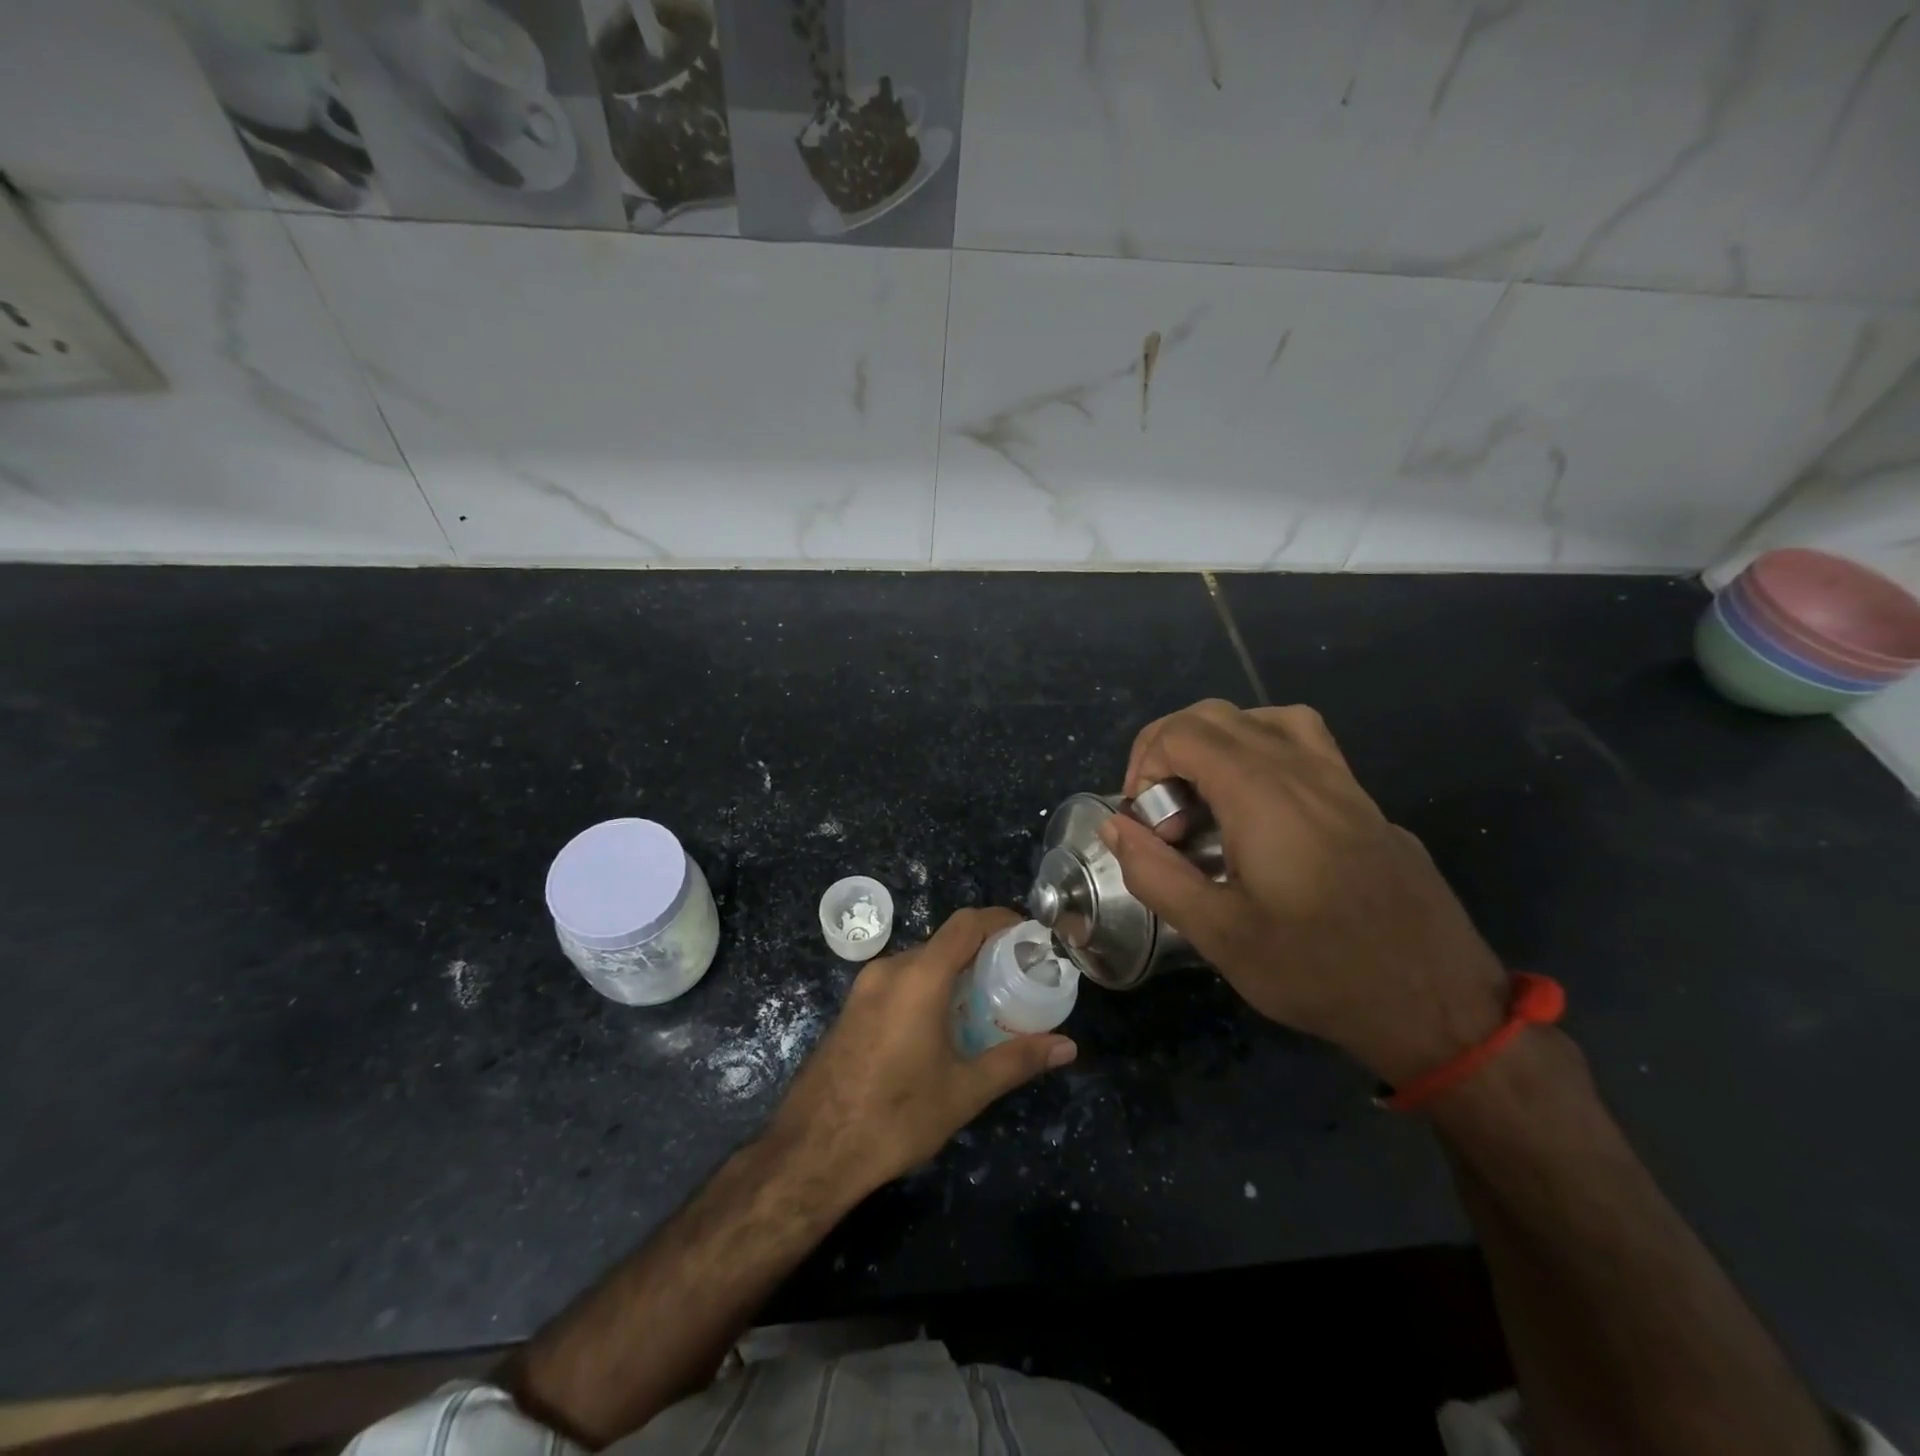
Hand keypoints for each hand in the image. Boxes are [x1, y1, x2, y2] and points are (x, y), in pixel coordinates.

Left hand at [767, 907, 1076, 1195]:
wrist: (811, 1152)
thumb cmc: (894, 1116)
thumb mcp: (963, 1092)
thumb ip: (1016, 1061)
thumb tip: (1067, 1047)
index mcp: (918, 977)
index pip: (966, 924)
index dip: (1000, 919)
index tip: (1030, 934)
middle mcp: (889, 970)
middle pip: (944, 943)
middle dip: (982, 952)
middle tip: (1016, 979)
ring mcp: (864, 988)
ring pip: (920, 962)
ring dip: (954, 973)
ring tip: (986, 1004)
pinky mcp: (852, 1008)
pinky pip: (899, 981)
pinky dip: (928, 988)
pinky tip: (943, 1026)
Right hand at [1101, 700, 1508, 1086]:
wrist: (1437, 1003)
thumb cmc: (1318, 971)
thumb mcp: (1218, 935)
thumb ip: (1155, 873)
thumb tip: (1116, 826)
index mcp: (1262, 795)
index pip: (1183, 734)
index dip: (1144, 764)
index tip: (1144, 822)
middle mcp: (1301, 770)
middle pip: (1217, 716)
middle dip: (1169, 750)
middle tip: (1162, 811)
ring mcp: (1340, 780)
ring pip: (1264, 718)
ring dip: (1217, 743)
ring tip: (1205, 796)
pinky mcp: (1364, 800)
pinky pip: (1304, 743)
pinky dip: (1261, 751)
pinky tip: (1260, 808)